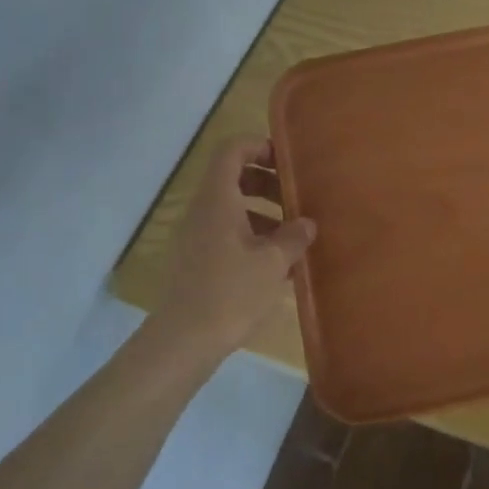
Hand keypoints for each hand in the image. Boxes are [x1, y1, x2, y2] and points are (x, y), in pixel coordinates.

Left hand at [159, 137, 315, 353]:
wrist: (182, 343)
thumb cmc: (230, 293)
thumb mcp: (273, 262)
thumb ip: (294, 236)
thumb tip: (306, 223)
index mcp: (218, 199)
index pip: (232, 150)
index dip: (259, 146)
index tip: (286, 160)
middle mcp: (202, 211)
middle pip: (233, 178)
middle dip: (267, 182)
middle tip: (297, 198)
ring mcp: (195, 237)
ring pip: (231, 208)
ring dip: (263, 212)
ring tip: (293, 235)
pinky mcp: (195, 262)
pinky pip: (225, 233)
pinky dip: (251, 236)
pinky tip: (276, 264)